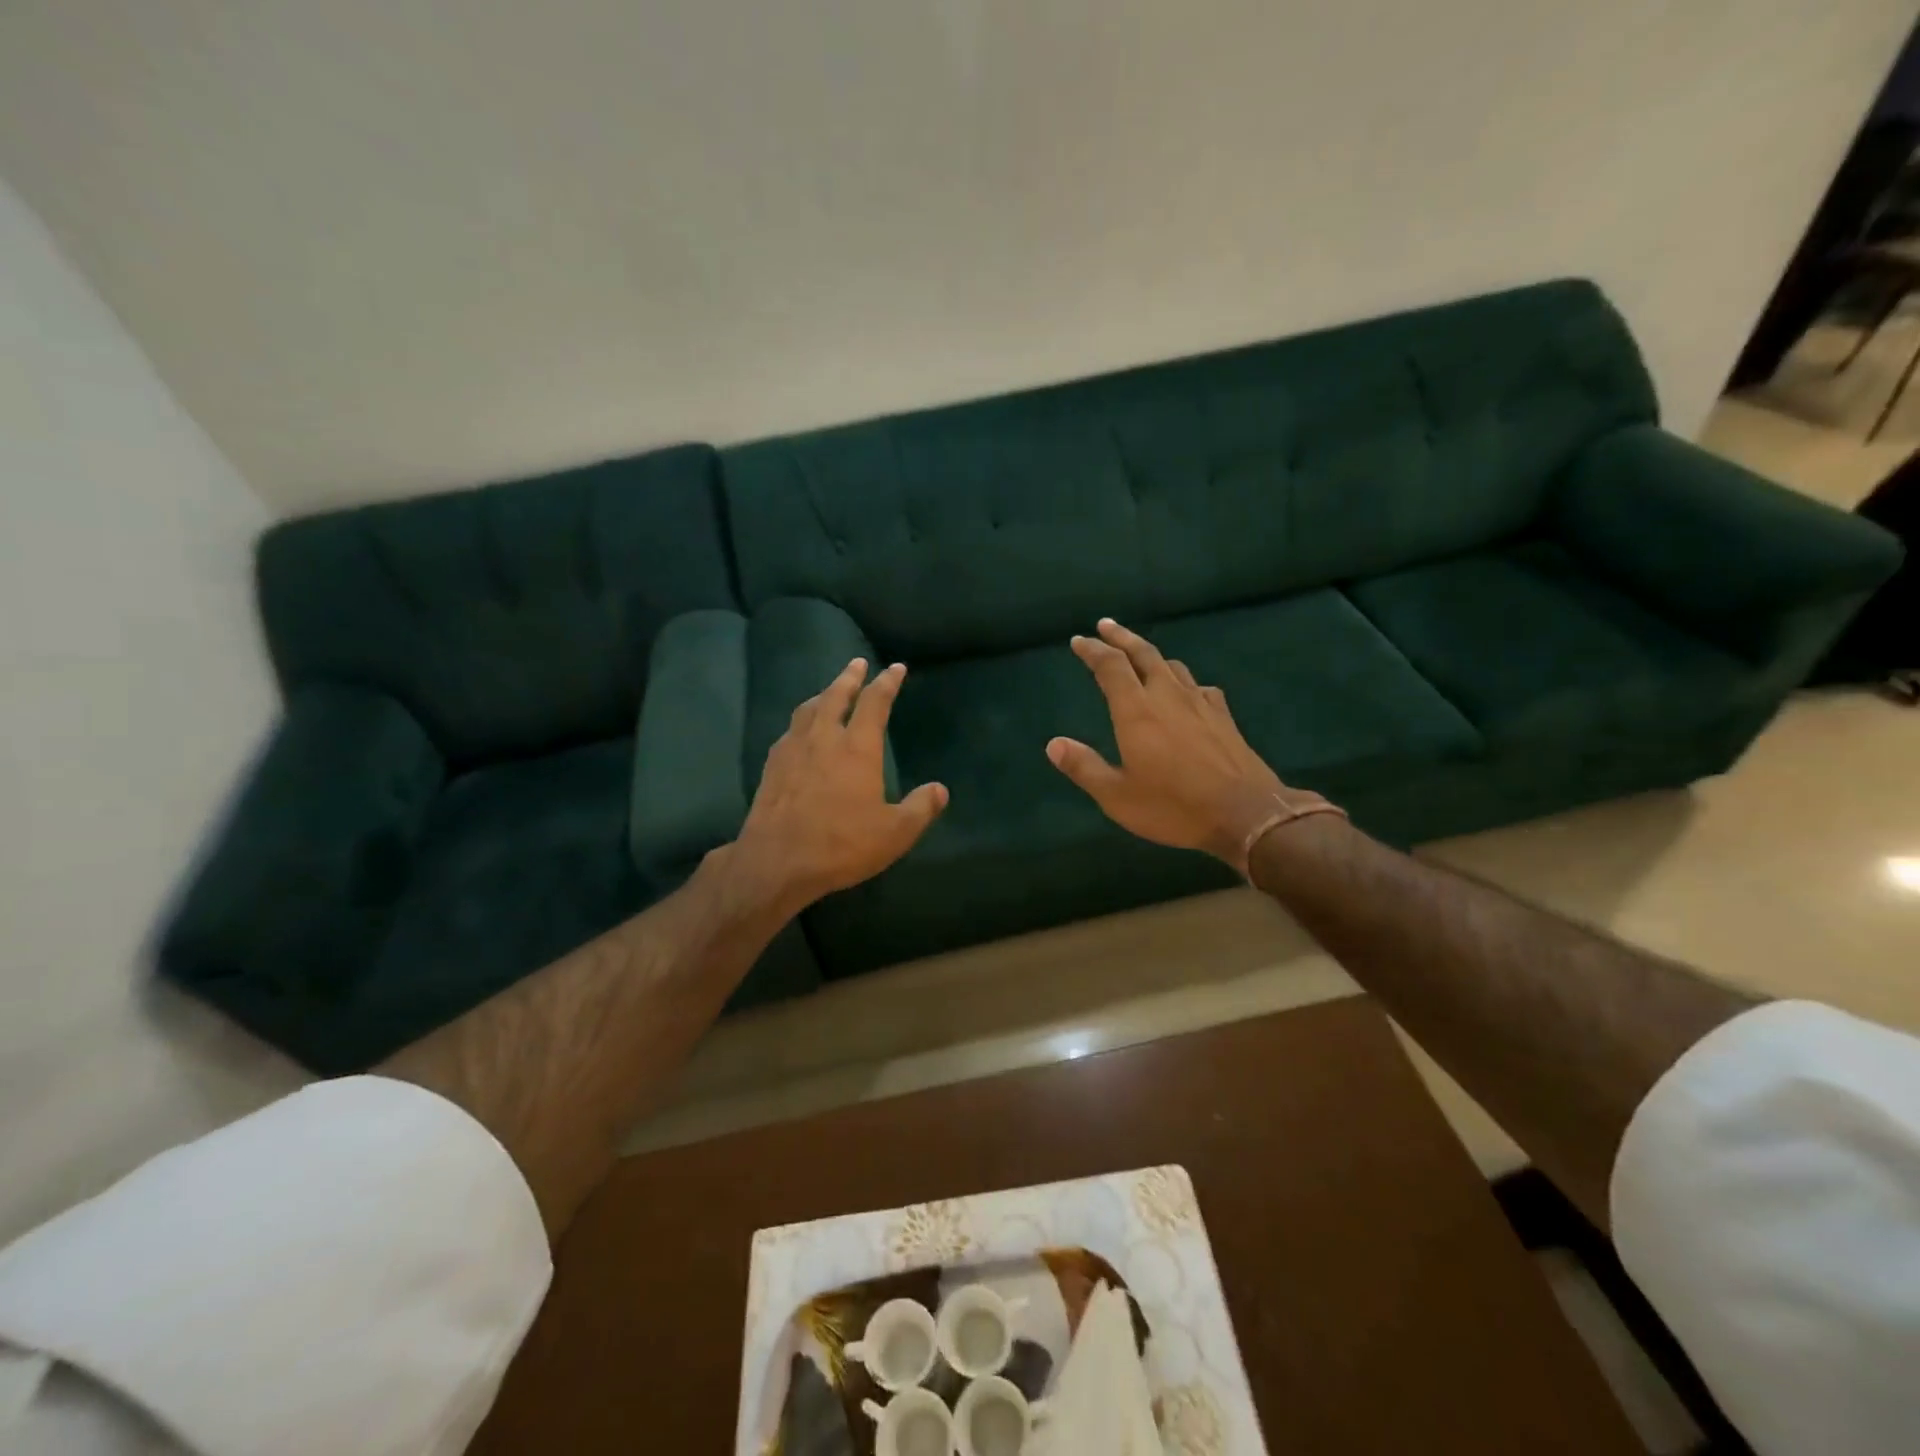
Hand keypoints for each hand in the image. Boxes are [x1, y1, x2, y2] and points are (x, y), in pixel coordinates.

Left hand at [729, 657, 947, 913]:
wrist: (776, 862)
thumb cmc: (841, 844)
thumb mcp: (894, 833)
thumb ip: (920, 808)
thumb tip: (940, 790)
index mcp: (857, 748)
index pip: (874, 703)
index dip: (887, 682)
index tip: (895, 668)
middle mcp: (823, 738)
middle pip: (836, 695)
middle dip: (849, 677)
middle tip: (857, 663)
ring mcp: (793, 750)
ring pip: (808, 709)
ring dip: (822, 694)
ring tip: (829, 691)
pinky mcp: (771, 767)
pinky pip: (789, 731)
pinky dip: (802, 721)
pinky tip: (800, 732)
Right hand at [1048, 619, 1299, 868]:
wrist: (1245, 813)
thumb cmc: (1173, 806)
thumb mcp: (1117, 796)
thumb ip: (1084, 767)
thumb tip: (1053, 744)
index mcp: (1136, 710)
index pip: (1110, 666)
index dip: (1092, 650)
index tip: (1078, 641)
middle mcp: (1167, 695)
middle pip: (1143, 654)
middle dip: (1121, 637)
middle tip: (1105, 625)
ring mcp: (1199, 703)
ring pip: (1171, 665)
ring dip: (1151, 655)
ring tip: (1139, 655)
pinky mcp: (1223, 716)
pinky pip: (1197, 686)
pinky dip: (1182, 680)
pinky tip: (1185, 690)